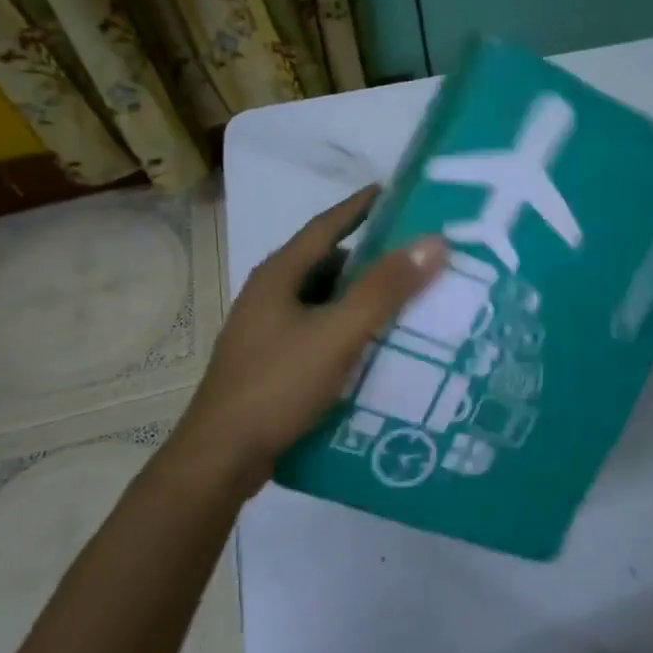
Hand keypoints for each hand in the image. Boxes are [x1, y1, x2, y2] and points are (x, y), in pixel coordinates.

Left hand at [166, 186, 446, 492]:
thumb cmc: (278, 385)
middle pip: (328, 263)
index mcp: (279, 275)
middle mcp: (269, 295)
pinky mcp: (271, 362)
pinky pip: (320, 331)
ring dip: (361, 297)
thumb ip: (385, 288)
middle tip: (417, 256)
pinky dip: (349, 328)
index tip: (396, 193)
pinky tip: (375, 345)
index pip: (326, 225)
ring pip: (324, 301)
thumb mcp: (339, 332)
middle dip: (371, 257)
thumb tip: (433, 241)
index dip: (361, 206)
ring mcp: (267, 331)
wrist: (220, 460)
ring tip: (407, 300)